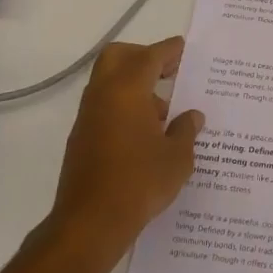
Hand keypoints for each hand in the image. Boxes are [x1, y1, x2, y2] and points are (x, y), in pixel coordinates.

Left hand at [50, 37, 203, 259]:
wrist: (90, 224)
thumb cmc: (139, 182)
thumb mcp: (177, 157)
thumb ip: (186, 130)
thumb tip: (191, 116)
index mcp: (127, 89)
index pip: (150, 56)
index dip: (169, 50)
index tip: (183, 48)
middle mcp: (102, 95)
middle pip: (119, 57)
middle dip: (143, 57)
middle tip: (169, 72)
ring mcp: (88, 117)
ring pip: (109, 83)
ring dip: (135, 86)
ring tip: (165, 113)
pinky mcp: (81, 139)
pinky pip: (105, 107)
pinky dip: (124, 107)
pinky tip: (146, 135)